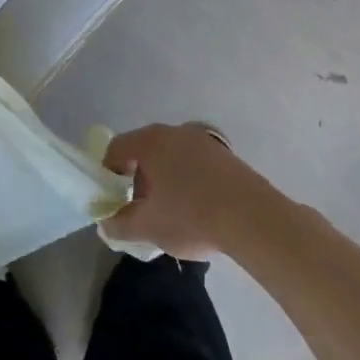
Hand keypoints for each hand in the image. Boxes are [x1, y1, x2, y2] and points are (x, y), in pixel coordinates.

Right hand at [99, 123, 266, 260]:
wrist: (252, 218)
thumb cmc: (191, 216)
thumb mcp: (148, 227)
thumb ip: (120, 225)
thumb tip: (107, 225)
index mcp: (150, 142)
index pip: (117, 148)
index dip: (108, 173)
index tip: (114, 199)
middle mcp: (175, 131)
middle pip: (145, 150)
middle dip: (139, 178)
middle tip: (142, 208)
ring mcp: (204, 139)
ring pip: (172, 156)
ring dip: (165, 178)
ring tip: (173, 211)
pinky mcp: (226, 154)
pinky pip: (196, 162)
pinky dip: (189, 179)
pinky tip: (199, 208)